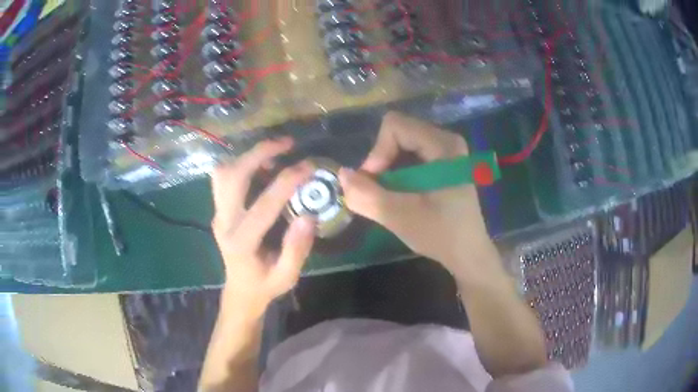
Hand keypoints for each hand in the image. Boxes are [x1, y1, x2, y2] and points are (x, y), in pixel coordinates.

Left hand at [211, 138, 315, 314]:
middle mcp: (224, 223)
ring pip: (223, 173)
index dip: (287, 182)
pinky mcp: (218, 209)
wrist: (240, 290)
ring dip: (248, 156)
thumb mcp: (287, 276)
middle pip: (233, 176)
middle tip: (288, 144)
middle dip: (260, 153)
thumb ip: (297, 249)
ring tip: (275, 153)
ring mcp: (217, 214)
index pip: (263, 205)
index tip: (309, 166)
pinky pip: (223, 178)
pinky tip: (262, 167)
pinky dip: (241, 164)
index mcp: (241, 243)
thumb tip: (309, 215)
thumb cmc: (265, 285)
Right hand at [339, 112, 497, 273]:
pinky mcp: (443, 161)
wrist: (467, 253)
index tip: (374, 183)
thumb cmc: (441, 235)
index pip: (395, 126)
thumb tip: (341, 174)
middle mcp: (446, 139)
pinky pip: (410, 154)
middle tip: (379, 191)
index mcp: (443, 145)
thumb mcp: (400, 217)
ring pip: (401, 143)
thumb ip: (367, 195)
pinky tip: (401, 194)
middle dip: (381, 161)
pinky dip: (397, 172)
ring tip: (390, 195)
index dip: (377, 152)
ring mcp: (446, 150)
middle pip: (398, 132)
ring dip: (388, 169)